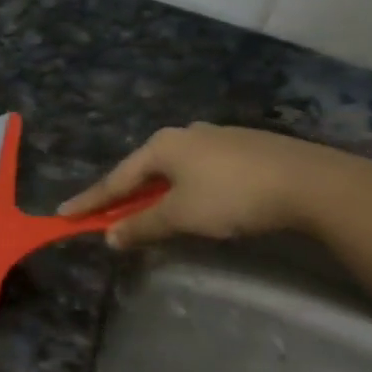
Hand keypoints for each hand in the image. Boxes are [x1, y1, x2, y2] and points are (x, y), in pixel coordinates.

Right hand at [59, 123, 367, 248]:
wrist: (308, 181)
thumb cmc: (232, 197)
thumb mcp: (181, 216)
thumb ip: (142, 226)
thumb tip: (110, 237)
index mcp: (162, 146)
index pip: (116, 179)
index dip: (90, 200)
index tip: (63, 214)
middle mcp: (184, 134)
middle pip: (143, 169)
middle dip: (123, 194)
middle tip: (105, 216)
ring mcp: (215, 137)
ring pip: (173, 168)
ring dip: (155, 192)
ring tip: (148, 212)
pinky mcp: (242, 147)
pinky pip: (198, 169)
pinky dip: (183, 188)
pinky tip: (193, 200)